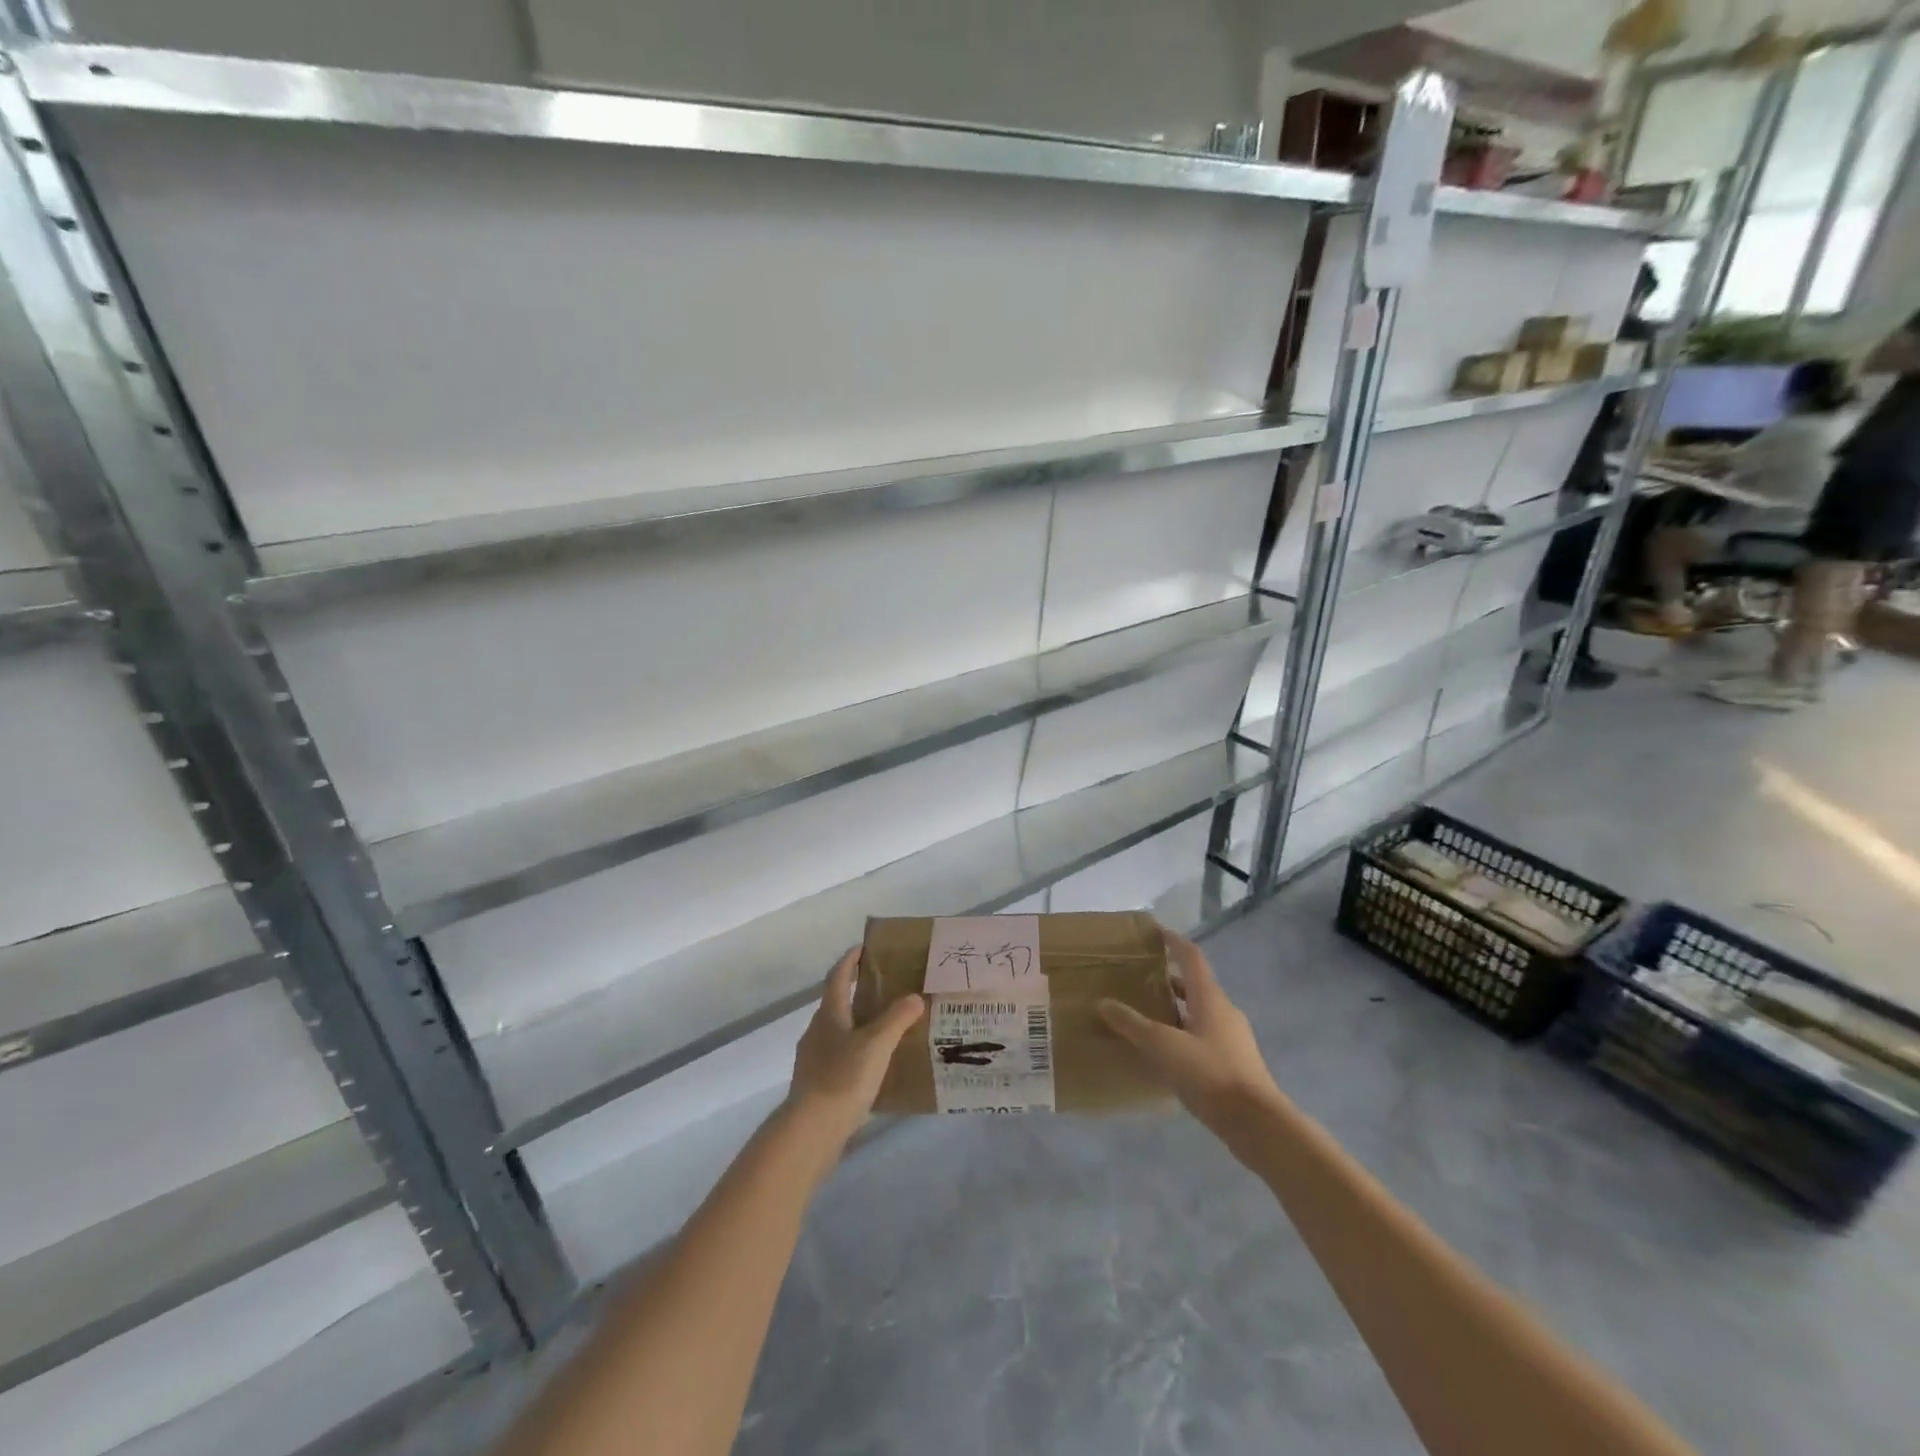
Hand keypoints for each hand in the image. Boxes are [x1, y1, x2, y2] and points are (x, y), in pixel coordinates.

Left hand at [787, 947, 924, 1142]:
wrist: (811, 1130)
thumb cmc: (843, 1077)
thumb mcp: (876, 1044)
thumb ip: (897, 1018)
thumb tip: (914, 996)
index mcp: (829, 1014)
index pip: (837, 976)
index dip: (850, 960)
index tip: (865, 947)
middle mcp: (817, 1031)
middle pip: (837, 1002)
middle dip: (858, 992)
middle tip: (888, 989)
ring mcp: (814, 1058)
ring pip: (839, 1031)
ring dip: (859, 1024)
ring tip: (888, 1028)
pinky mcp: (817, 1083)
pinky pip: (840, 1056)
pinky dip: (857, 1051)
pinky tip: (875, 1065)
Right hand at [1097, 929, 1280, 1128]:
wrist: (1256, 1123)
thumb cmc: (1209, 1073)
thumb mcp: (1162, 1046)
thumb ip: (1131, 1024)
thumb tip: (1102, 1002)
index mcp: (1210, 997)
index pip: (1191, 957)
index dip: (1173, 941)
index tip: (1155, 932)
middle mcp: (1224, 1011)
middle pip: (1194, 985)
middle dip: (1168, 979)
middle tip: (1138, 979)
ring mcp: (1232, 1039)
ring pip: (1198, 1014)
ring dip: (1174, 1010)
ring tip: (1145, 1016)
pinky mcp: (1234, 1064)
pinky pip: (1203, 1038)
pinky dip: (1182, 1036)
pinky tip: (1163, 1054)